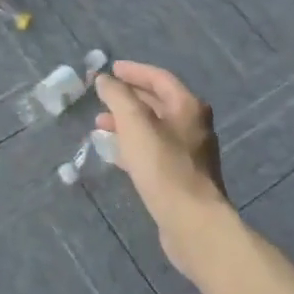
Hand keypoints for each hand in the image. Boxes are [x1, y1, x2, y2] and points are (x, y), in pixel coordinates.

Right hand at [95, 61, 233, 276]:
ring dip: (127, 123)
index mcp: (187, 106)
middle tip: (101, 98)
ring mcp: (190, 152)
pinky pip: (154, 150)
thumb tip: (104, 79)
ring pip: (153, 128)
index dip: (133, 71)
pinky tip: (115, 153)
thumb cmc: (163, 166)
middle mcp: (193, 125)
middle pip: (157, 102)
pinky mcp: (182, 177)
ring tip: (100, 125)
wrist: (192, 222)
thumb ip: (117, 96)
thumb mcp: (134, 122)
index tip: (110, 70)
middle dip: (127, 98)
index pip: (158, 78)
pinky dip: (133, 145)